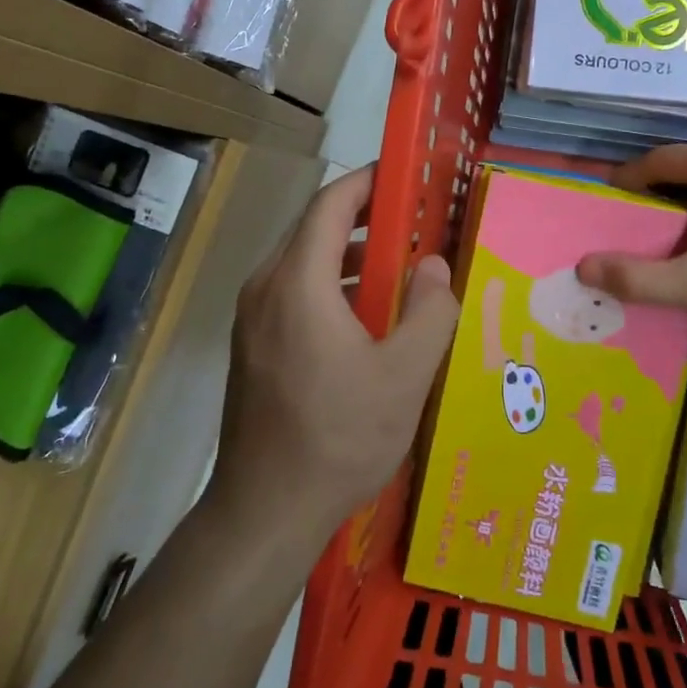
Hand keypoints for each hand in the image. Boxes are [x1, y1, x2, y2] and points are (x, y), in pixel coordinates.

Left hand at [211, 165, 459, 541]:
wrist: (265, 511)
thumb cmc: (339, 438)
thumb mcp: (405, 375)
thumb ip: (430, 311)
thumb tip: (434, 265)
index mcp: (297, 282)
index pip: (330, 204)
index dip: (367, 182)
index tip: (406, 177)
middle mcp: (265, 289)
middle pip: (314, 230)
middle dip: (365, 219)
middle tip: (415, 223)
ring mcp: (252, 319)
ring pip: (303, 264)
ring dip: (349, 256)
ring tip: (400, 270)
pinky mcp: (252, 347)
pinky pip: (293, 294)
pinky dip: (331, 286)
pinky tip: (367, 319)